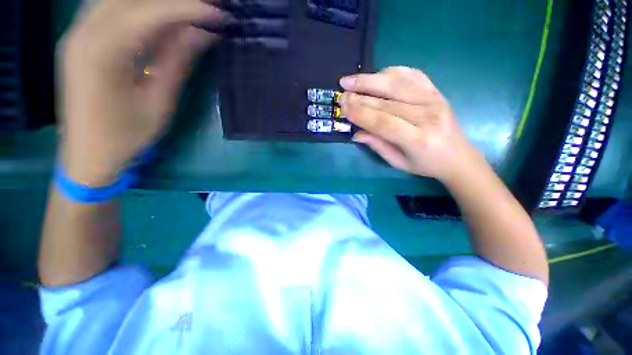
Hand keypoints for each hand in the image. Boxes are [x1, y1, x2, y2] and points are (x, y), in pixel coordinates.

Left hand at [59, 0, 226, 184]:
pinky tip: (161, 16)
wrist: (88, 154)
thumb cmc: (126, 135)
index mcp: (101, 53)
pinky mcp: (81, 38)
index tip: (219, 13)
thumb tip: (204, 33)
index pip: (149, 13)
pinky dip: (139, 8)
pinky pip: (112, 8)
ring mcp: (78, 32)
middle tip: (208, 6)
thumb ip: (178, 61)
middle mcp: (83, 32)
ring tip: (188, 10)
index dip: (187, 8)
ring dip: (156, 2)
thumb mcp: (159, 102)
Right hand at [339, 66, 480, 181]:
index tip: (342, 107)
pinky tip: (377, 75)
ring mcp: (434, 99)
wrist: (459, 156)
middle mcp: (428, 115)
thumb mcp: (399, 162)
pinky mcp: (437, 91)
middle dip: (360, 96)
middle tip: (341, 93)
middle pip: (387, 101)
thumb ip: (377, 145)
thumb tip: (356, 133)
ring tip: (351, 80)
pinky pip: (412, 74)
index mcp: (418, 139)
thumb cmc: (426, 164)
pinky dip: (392, 72)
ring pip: (397, 83)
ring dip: (370, 79)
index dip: (360, 114)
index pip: (382, 122)